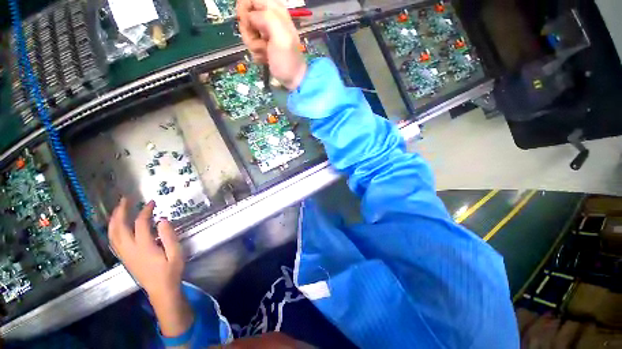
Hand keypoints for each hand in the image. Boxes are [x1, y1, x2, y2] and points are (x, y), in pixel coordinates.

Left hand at [109, 198, 192, 336]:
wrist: (160, 290)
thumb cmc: (171, 271)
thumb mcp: (176, 253)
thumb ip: (169, 236)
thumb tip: (162, 220)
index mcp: (144, 247)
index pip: (140, 224)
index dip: (145, 211)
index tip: (152, 202)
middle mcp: (130, 249)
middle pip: (119, 227)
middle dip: (121, 211)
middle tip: (126, 199)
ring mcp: (124, 254)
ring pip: (112, 234)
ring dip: (114, 220)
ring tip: (119, 209)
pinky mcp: (124, 258)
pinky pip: (113, 241)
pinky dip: (113, 230)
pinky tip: (116, 226)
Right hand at [237, 0, 306, 89]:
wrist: (293, 79)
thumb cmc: (288, 60)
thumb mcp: (281, 36)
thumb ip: (266, 18)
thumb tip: (250, 17)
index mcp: (274, 10)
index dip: (244, 9)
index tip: (247, 22)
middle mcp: (268, 18)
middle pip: (245, 16)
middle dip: (249, 31)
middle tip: (261, 42)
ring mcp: (265, 33)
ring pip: (246, 32)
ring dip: (254, 45)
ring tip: (266, 52)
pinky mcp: (263, 45)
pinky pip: (250, 44)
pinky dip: (257, 53)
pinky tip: (266, 58)